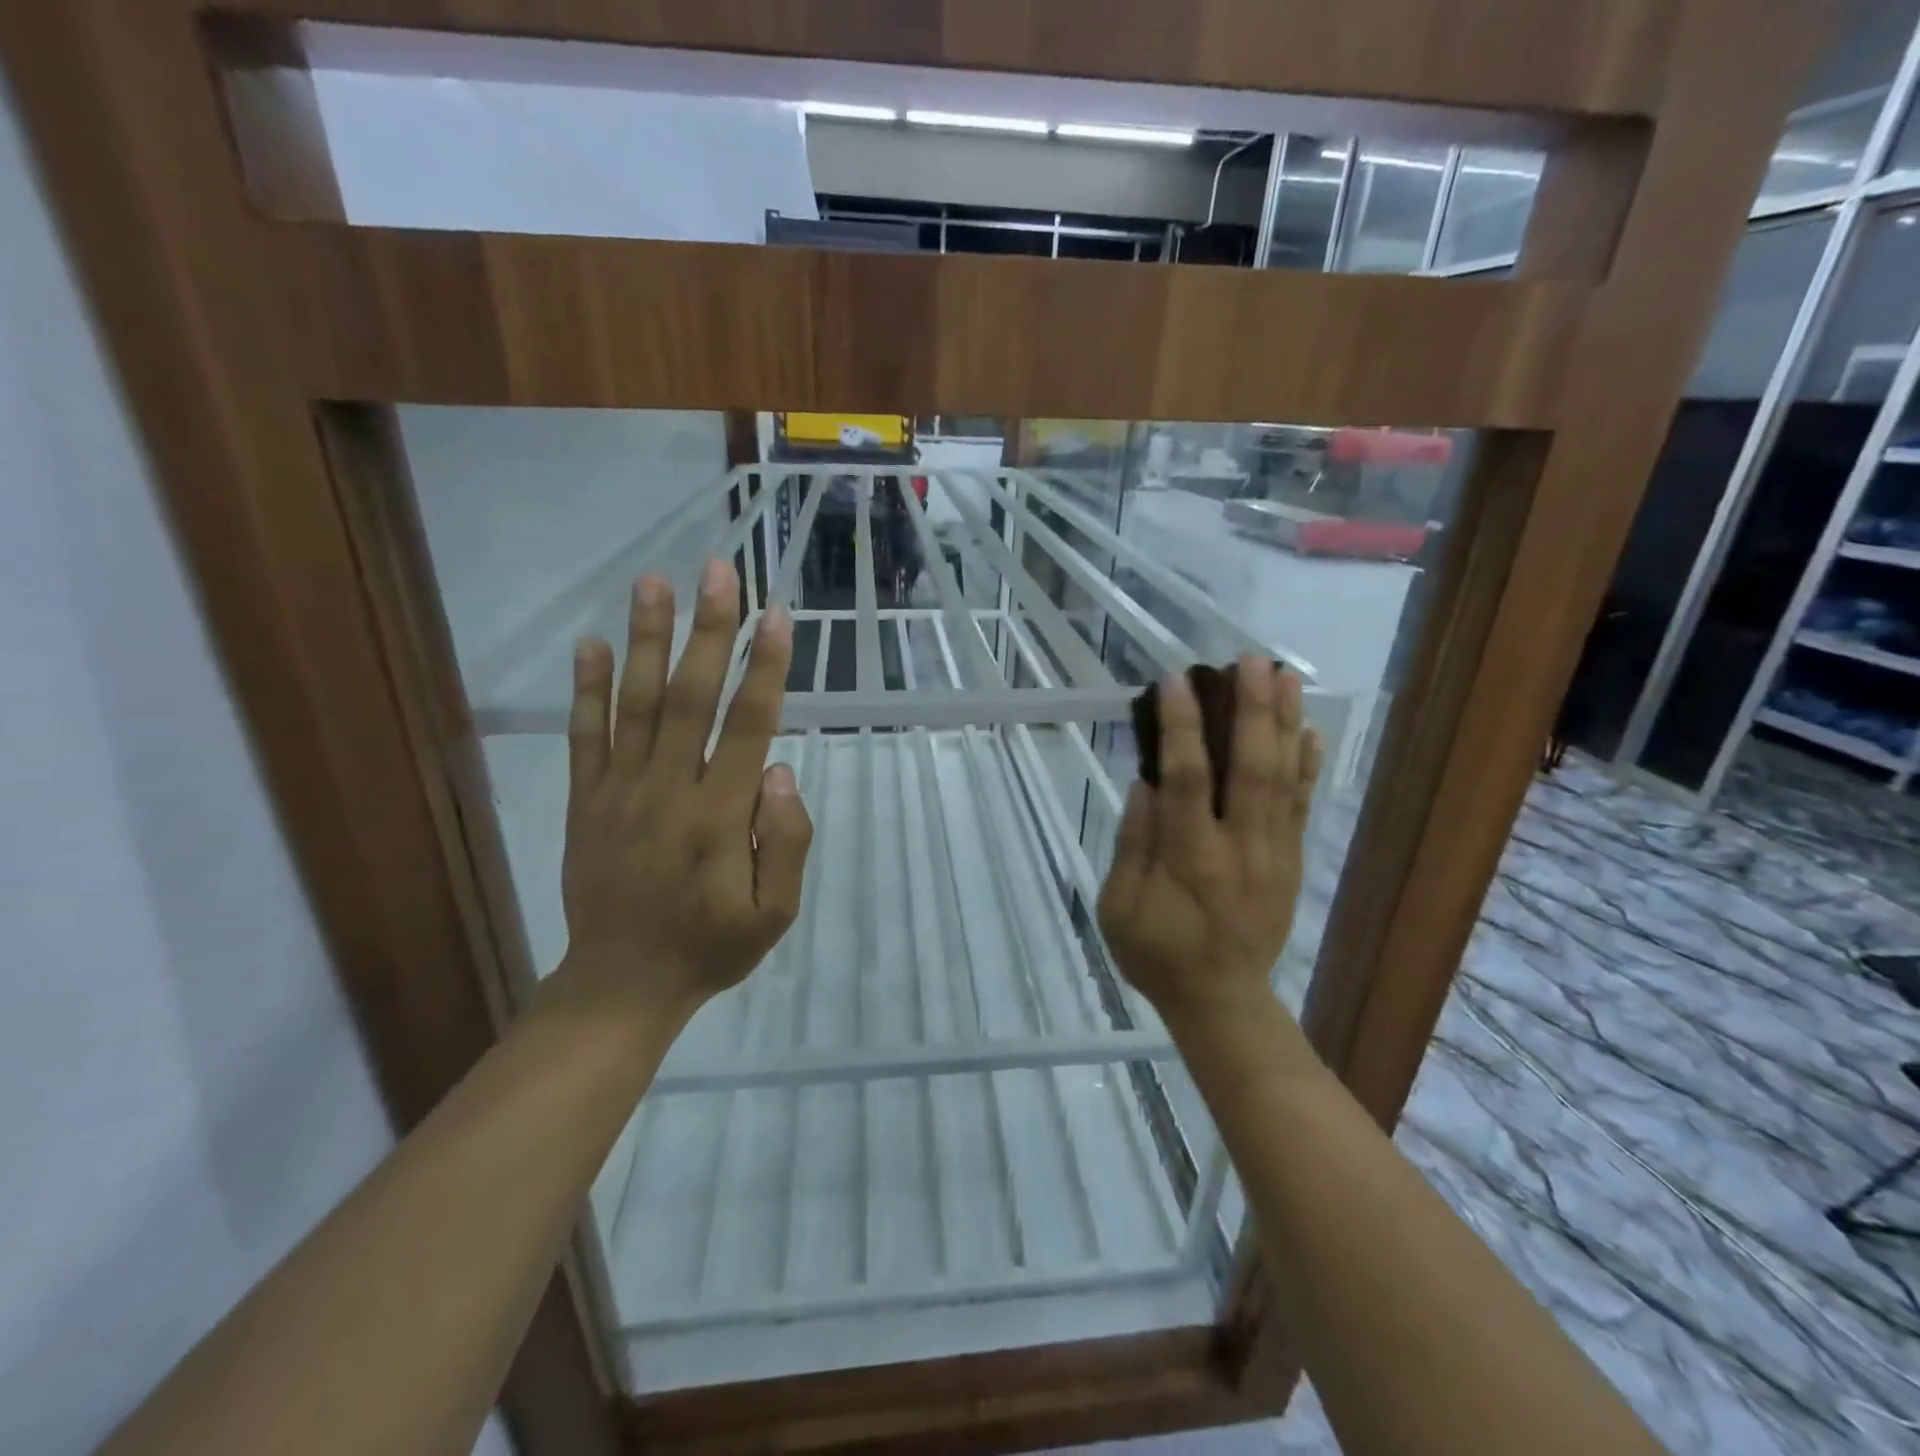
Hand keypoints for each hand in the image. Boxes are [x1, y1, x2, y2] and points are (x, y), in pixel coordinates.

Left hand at [552, 559, 811, 1022]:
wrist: (621, 984)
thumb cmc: (710, 946)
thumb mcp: (775, 914)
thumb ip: (785, 843)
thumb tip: (782, 771)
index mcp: (720, 817)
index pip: (747, 727)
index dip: (764, 668)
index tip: (776, 615)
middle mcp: (668, 791)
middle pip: (689, 698)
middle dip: (708, 631)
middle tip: (717, 571)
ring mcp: (619, 793)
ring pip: (634, 704)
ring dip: (645, 640)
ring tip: (653, 583)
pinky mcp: (585, 803)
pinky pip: (584, 738)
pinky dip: (585, 690)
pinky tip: (589, 644)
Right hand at [1098, 656, 1321, 1027]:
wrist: (1221, 1000)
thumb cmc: (1157, 954)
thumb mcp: (1119, 909)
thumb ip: (1132, 845)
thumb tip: (1145, 784)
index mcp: (1190, 860)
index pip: (1188, 781)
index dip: (1181, 727)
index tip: (1175, 681)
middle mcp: (1240, 848)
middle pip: (1251, 768)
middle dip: (1252, 709)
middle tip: (1249, 659)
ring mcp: (1274, 853)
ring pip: (1284, 779)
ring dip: (1285, 723)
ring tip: (1284, 674)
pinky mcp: (1291, 860)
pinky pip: (1303, 805)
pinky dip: (1308, 764)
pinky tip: (1309, 728)